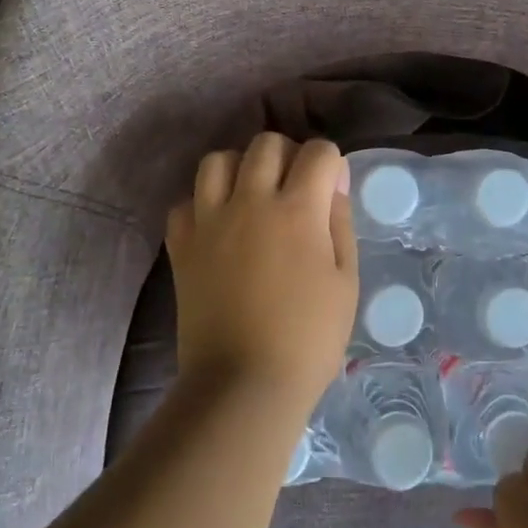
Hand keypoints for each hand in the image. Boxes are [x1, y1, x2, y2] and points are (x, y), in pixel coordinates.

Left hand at [166, 134, 358, 417]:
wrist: (244, 384)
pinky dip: (203, 203)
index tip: (331, 185)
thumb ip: (339, 221)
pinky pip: (186, 201)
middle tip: (295, 187)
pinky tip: (219, 225)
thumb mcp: (345, 280)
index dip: (330, 162)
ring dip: (240, 168)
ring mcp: (210, 220)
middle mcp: (250, 201)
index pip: (317, 151)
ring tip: (252, 195)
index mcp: (298, 209)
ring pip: (218, 160)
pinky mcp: (182, 245)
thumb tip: (332, 182)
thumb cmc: (309, 337)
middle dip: (288, 154)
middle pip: (266, 143)